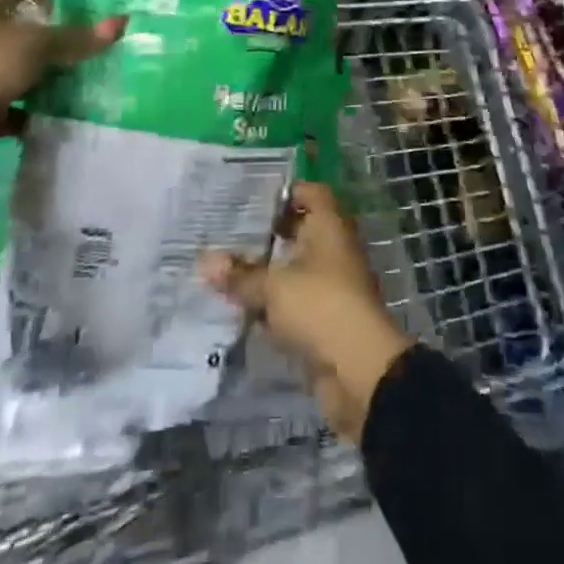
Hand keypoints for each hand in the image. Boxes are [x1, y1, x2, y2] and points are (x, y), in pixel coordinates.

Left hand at [0, 0, 123, 166]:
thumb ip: (78, 38)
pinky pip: (1, 103)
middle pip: (15, 24)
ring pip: (10, 63)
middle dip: (46, 31)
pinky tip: (43, 116)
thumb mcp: (37, 47)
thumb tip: (123, 21)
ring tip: (69, 78)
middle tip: (80, 38)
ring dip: (35, 71)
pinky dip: (21, 109)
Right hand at [199, 182, 410, 442]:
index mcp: (330, 226)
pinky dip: (274, 304)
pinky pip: (295, 302)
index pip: (312, 193)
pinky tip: (243, 307)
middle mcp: (334, 249)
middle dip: (269, 233)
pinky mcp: (326, 319)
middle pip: (302, 230)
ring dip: (268, 271)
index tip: (251, 199)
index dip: (285, 193)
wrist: (360, 370)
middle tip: (228, 233)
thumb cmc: (320, 307)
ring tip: (227, 268)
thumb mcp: (273, 288)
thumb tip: (203, 261)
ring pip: (296, 268)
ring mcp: (332, 285)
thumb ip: (240, 275)